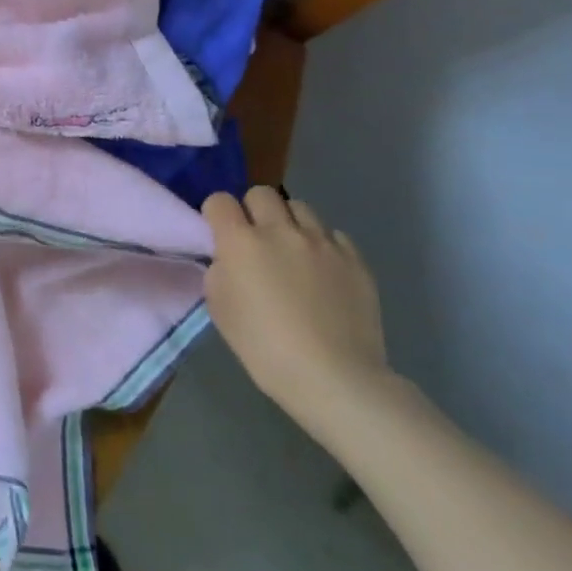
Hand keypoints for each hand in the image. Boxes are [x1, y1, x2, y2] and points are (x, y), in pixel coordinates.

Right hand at [201, 186, 390, 433]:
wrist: (334, 378)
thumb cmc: (265, 348)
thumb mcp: (220, 309)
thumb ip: (219, 272)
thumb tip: (229, 259)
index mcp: (241, 242)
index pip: (219, 201)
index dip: (216, 214)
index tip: (219, 233)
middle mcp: (281, 231)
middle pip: (261, 193)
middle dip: (253, 210)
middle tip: (256, 239)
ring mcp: (322, 242)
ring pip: (300, 208)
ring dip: (290, 223)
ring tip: (293, 252)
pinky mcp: (355, 259)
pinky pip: (333, 235)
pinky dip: (323, 245)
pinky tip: (323, 272)